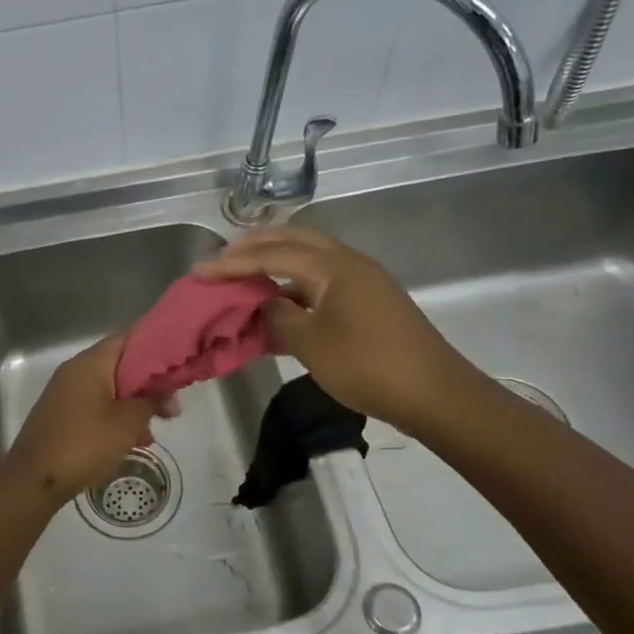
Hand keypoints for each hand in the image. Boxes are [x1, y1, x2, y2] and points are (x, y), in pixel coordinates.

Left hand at [1, 332, 177, 505]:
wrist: (34, 479)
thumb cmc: (85, 443)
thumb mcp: (127, 422)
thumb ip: (152, 401)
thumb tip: (169, 394)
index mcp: (91, 362)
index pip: (129, 337)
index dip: (157, 343)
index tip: (181, 357)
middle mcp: (76, 370)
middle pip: (121, 364)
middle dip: (149, 381)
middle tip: (173, 403)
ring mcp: (67, 393)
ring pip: (110, 388)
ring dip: (135, 403)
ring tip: (158, 425)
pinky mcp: (63, 414)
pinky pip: (97, 406)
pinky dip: (117, 416)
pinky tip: (134, 440)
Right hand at [194, 227, 479, 432]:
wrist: (434, 394)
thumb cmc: (368, 365)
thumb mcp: (311, 343)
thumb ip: (278, 316)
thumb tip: (262, 303)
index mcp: (333, 265)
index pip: (272, 254)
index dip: (232, 263)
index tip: (199, 270)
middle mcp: (348, 262)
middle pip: (294, 240)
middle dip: (255, 246)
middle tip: (223, 259)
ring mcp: (362, 280)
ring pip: (309, 258)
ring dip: (276, 263)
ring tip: (244, 277)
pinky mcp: (369, 301)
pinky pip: (321, 280)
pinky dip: (294, 285)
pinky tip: (278, 304)